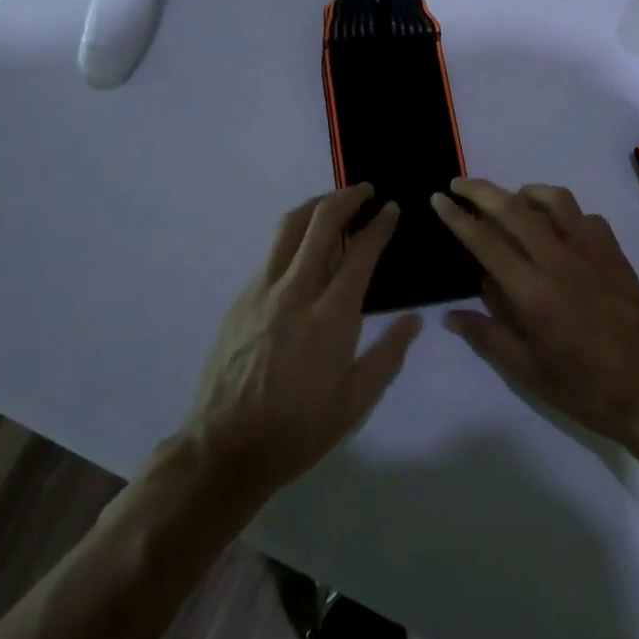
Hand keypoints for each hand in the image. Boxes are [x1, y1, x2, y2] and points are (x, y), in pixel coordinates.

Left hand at [185, 185, 421, 502]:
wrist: (224, 448)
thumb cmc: (298, 430)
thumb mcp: (355, 403)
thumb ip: (388, 355)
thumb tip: (415, 319)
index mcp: (330, 317)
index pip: (360, 252)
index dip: (379, 224)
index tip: (391, 209)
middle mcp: (295, 292)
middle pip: (321, 223)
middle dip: (347, 198)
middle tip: (367, 191)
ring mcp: (262, 291)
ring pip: (289, 228)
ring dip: (316, 206)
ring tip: (334, 203)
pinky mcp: (241, 300)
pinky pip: (272, 254)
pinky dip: (294, 236)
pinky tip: (304, 250)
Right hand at [432, 179, 638, 450]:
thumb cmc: (584, 388)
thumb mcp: (527, 372)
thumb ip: (487, 336)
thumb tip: (449, 315)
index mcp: (533, 292)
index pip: (486, 241)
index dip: (458, 217)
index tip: (438, 198)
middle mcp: (560, 260)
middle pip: (514, 208)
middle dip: (481, 190)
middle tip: (459, 185)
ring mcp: (592, 252)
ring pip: (555, 200)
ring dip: (525, 192)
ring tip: (510, 200)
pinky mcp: (615, 254)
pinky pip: (586, 217)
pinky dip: (564, 212)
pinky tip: (557, 228)